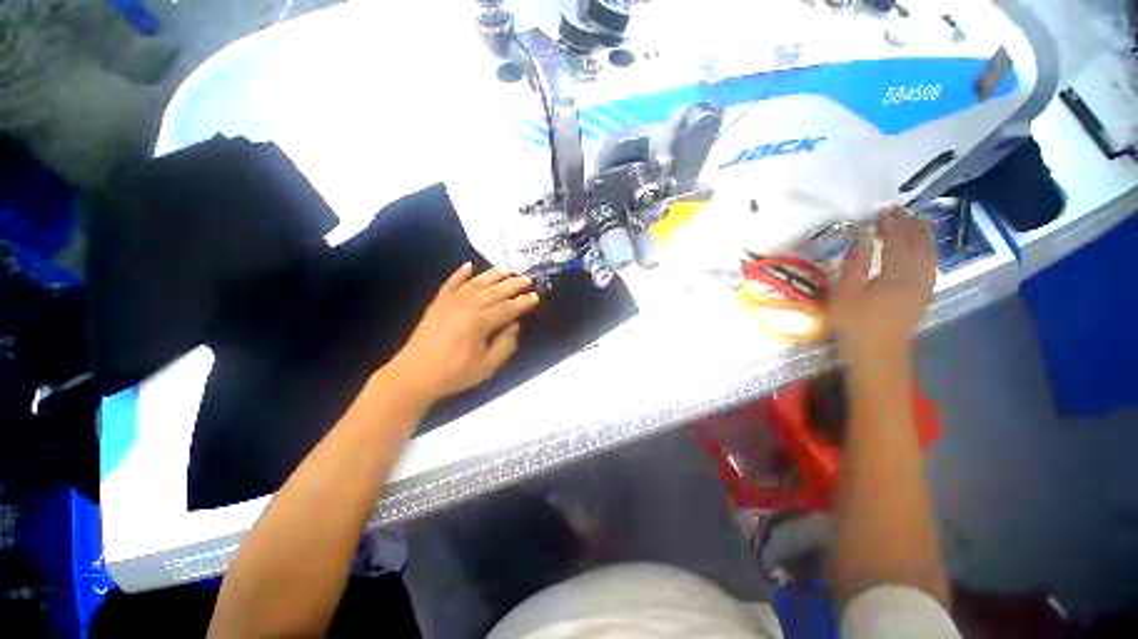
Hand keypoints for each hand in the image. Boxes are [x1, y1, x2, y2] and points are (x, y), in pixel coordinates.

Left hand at [386, 263, 540, 404]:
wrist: (414, 375)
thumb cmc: (454, 374)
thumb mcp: (487, 367)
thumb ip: (505, 345)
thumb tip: (514, 325)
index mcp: (479, 323)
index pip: (507, 308)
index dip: (523, 302)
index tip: (536, 295)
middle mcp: (466, 306)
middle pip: (494, 291)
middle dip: (512, 284)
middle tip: (527, 278)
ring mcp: (449, 302)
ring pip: (475, 283)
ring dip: (492, 274)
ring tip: (507, 268)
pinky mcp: (437, 303)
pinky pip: (450, 283)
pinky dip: (459, 273)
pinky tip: (469, 265)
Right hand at [828, 206, 936, 361]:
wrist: (877, 352)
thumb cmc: (855, 322)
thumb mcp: (845, 292)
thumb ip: (854, 263)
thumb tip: (862, 238)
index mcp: (897, 273)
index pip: (896, 241)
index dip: (890, 224)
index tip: (883, 210)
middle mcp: (918, 275)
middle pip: (917, 244)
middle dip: (908, 225)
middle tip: (898, 210)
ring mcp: (925, 286)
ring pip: (929, 253)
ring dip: (922, 235)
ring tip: (915, 221)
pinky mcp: (925, 294)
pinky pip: (931, 265)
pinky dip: (928, 251)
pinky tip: (924, 248)